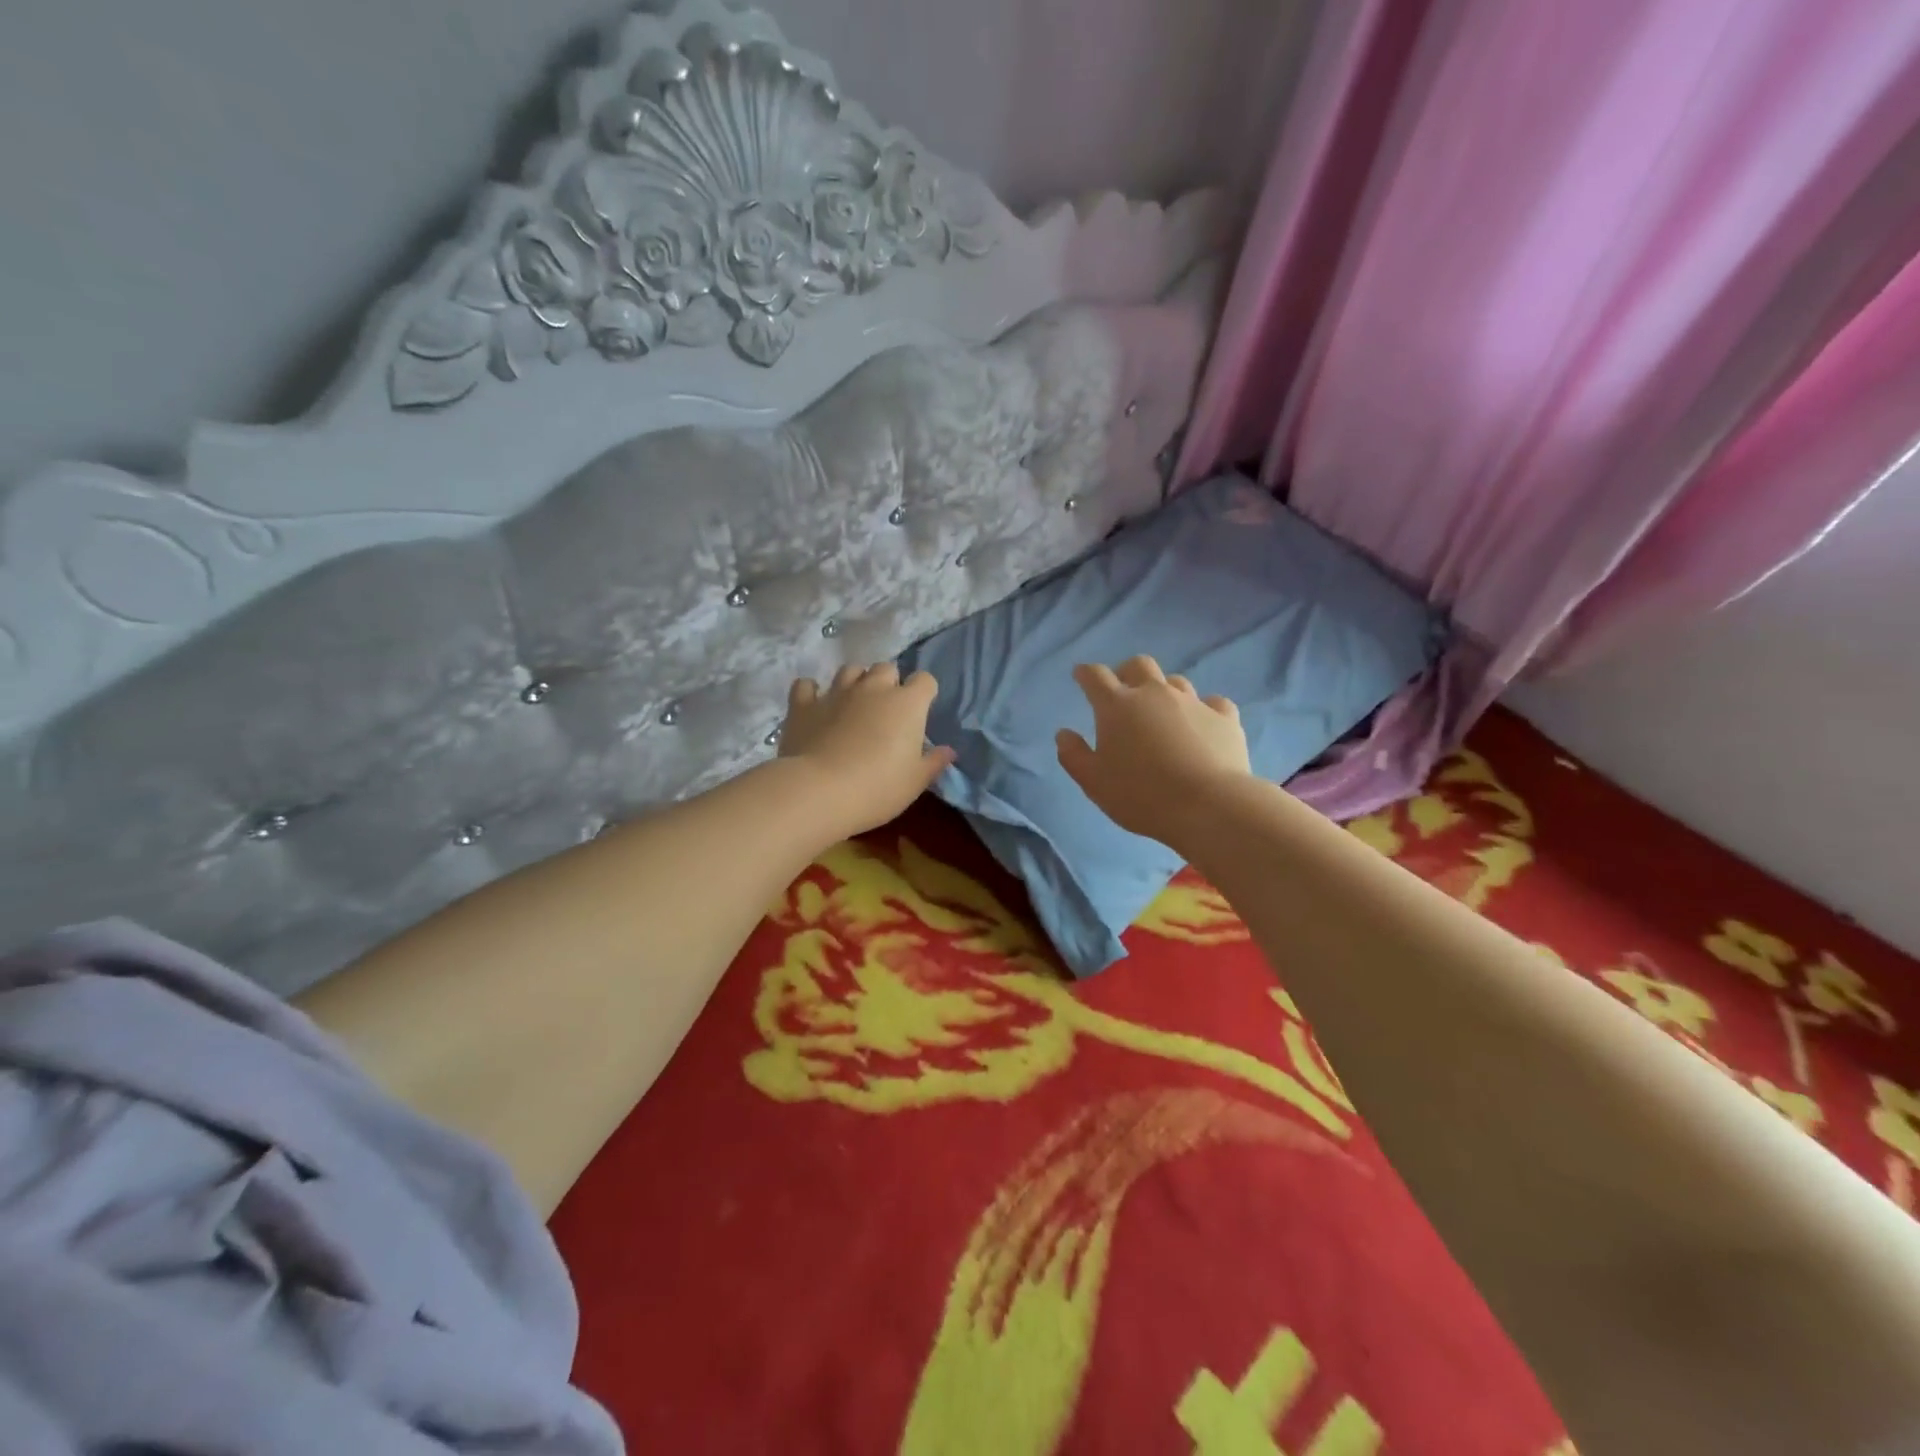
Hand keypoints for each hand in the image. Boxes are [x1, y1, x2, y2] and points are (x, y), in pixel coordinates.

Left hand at [779, 664, 956, 839]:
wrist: (819, 791)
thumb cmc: (878, 788)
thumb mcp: (915, 782)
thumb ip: (933, 762)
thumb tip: (948, 750)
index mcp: (907, 704)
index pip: (925, 680)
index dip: (924, 693)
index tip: (920, 713)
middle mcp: (873, 688)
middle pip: (886, 668)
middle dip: (889, 683)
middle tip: (886, 710)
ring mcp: (836, 692)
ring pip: (850, 670)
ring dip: (855, 682)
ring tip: (854, 704)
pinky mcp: (803, 704)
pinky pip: (807, 686)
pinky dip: (812, 692)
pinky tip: (814, 706)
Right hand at [1056, 655, 1251, 847]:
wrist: (1209, 805)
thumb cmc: (1141, 795)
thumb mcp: (1094, 783)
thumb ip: (1073, 755)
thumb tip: (1064, 734)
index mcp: (1117, 706)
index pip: (1095, 676)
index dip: (1085, 673)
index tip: (1081, 676)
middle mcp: (1154, 693)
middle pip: (1138, 665)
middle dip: (1126, 672)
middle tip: (1123, 691)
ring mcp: (1193, 702)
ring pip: (1175, 681)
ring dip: (1164, 690)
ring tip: (1162, 713)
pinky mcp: (1224, 717)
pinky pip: (1212, 703)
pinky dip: (1203, 710)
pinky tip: (1202, 725)